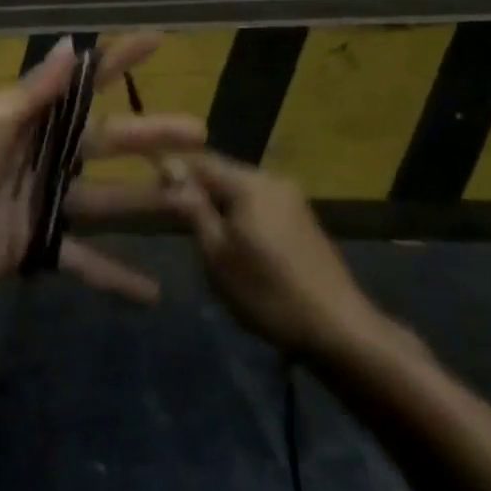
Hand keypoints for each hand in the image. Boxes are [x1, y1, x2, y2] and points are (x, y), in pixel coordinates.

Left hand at [0, 34, 204, 302]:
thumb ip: (33, 93)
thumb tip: (70, 45)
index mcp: (30, 120)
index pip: (83, 84)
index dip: (118, 60)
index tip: (157, 41)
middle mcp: (44, 156)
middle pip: (108, 142)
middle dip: (152, 135)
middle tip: (200, 131)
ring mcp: (43, 203)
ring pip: (107, 201)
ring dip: (148, 204)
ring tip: (192, 207)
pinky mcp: (37, 246)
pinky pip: (83, 260)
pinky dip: (115, 276)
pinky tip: (153, 293)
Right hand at [160, 153, 394, 361]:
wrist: (340, 330)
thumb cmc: (268, 292)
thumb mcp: (218, 254)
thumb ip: (193, 207)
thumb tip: (169, 167)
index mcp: (250, 183)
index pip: (199, 161)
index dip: (172, 171)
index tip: (151, 190)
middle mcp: (273, 179)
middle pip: (222, 173)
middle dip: (196, 189)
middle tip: (171, 216)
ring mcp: (292, 199)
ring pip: (241, 190)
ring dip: (218, 203)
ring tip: (199, 232)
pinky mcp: (303, 219)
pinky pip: (259, 204)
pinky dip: (240, 215)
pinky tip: (234, 242)